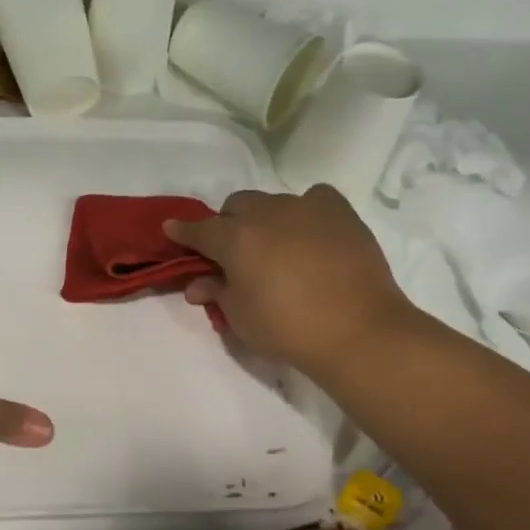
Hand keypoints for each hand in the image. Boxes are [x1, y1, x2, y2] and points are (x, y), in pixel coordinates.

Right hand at [164, 186, 415, 378]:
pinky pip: (314, 199)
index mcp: (234, 238)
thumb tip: (198, 285)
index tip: (172, 230)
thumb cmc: (287, 328)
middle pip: (236, 206)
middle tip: (234, 252)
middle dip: (228, 224)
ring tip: (276, 246)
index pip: (199, 230)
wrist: (357, 330)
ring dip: (266, 219)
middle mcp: (266, 214)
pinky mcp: (340, 212)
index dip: (183, 232)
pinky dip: (306, 211)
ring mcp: (305, 208)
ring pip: (273, 202)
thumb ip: (217, 293)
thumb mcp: (240, 317)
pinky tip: (311, 232)